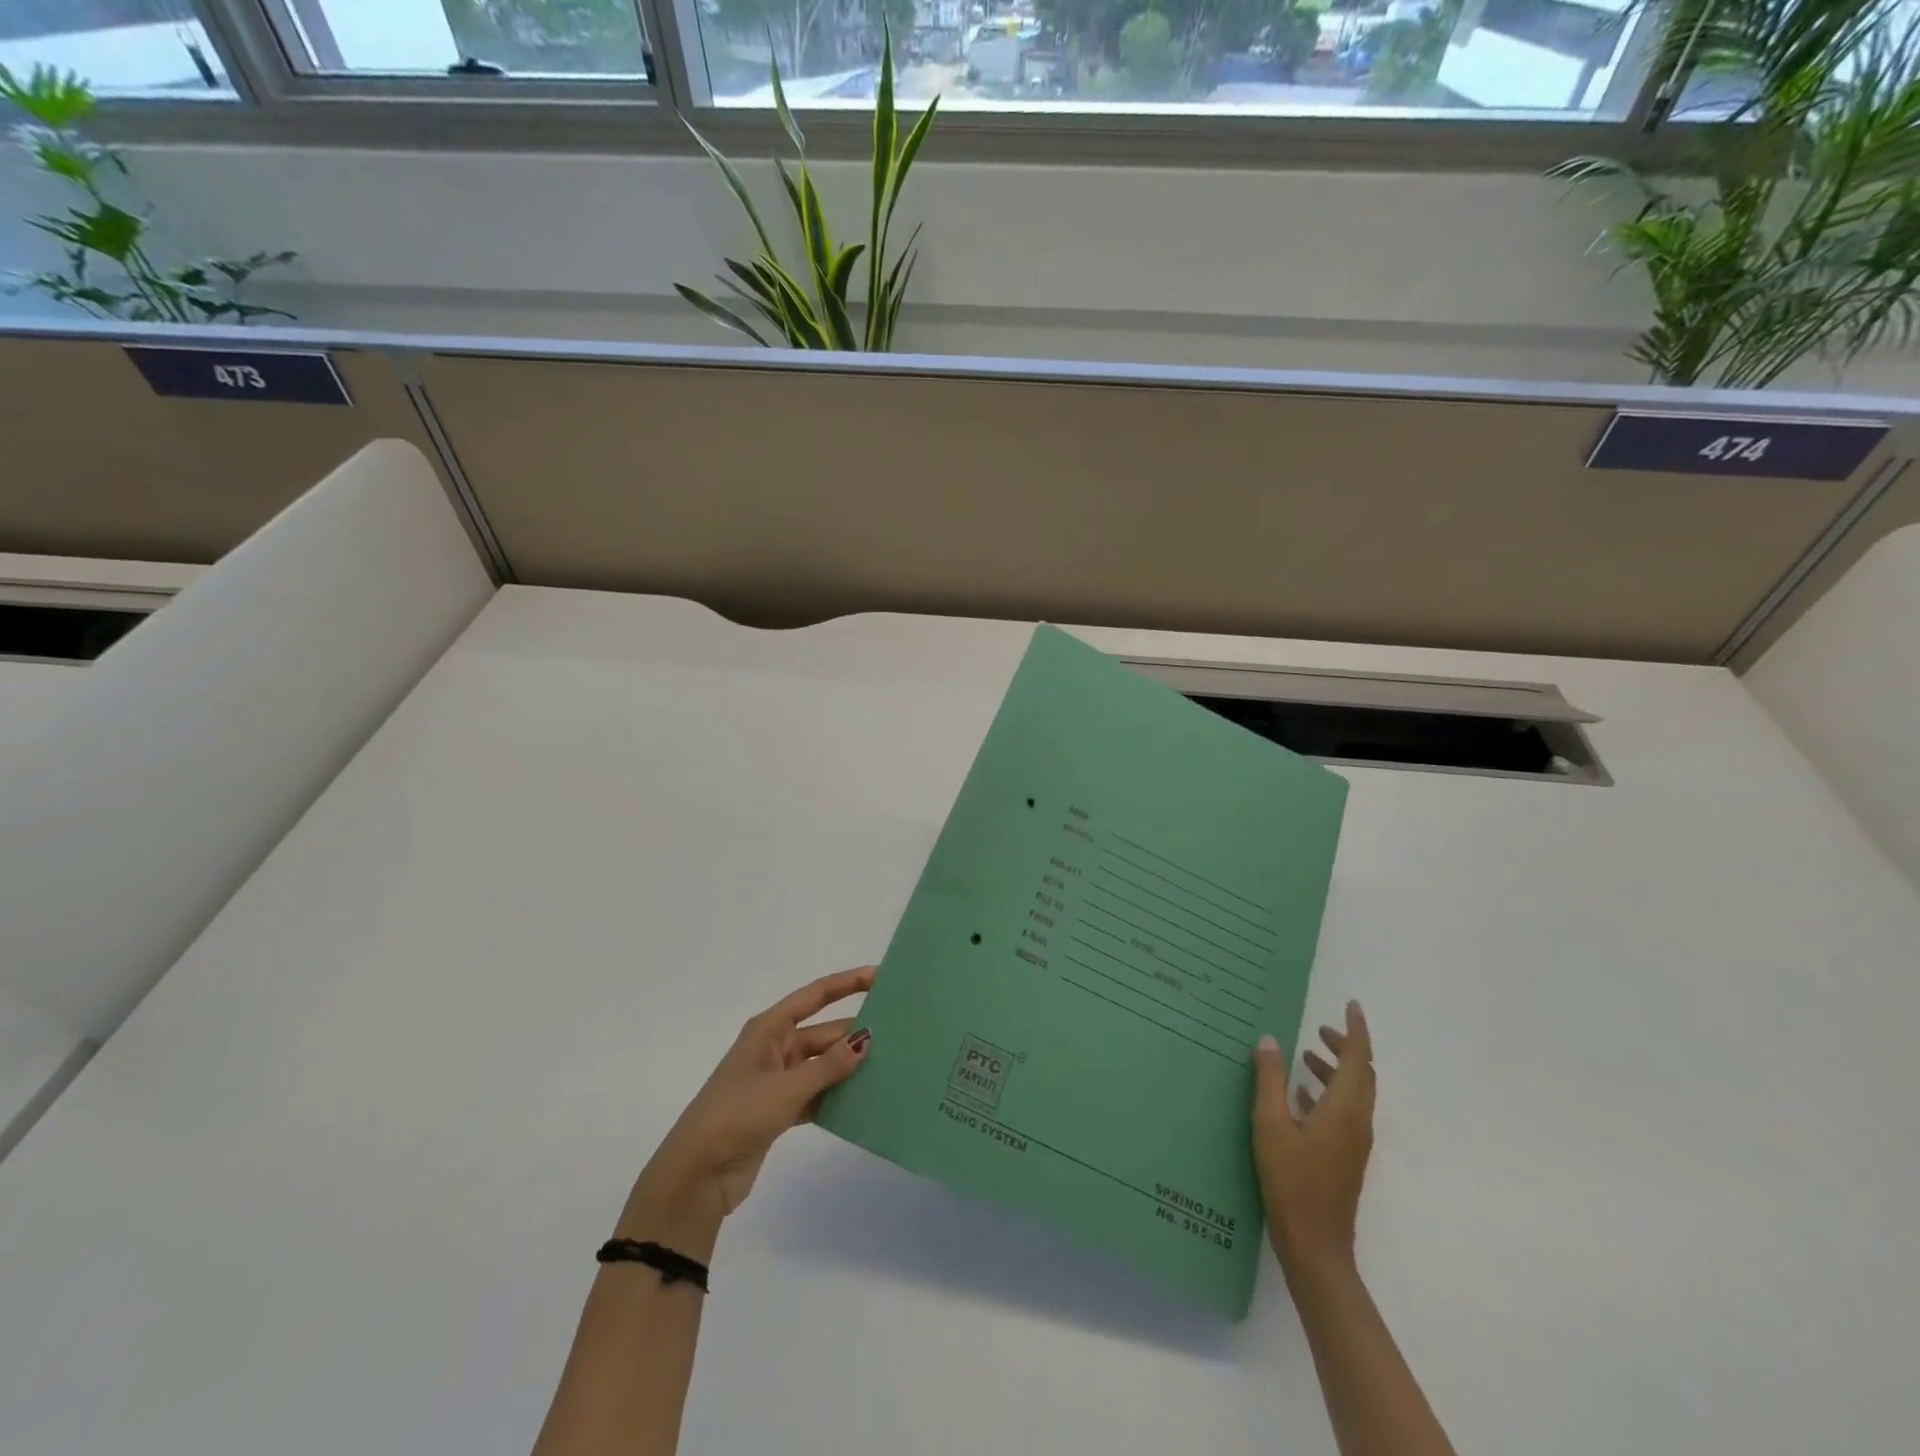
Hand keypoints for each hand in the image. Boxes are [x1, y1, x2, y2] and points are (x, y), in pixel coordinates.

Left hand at [616, 966, 874, 1256]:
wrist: (697, 1175)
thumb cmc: (737, 1115)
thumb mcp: (786, 1088)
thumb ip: (829, 1065)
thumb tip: (866, 1038)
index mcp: (768, 1029)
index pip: (815, 996)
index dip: (846, 983)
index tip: (880, 977)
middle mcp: (774, 1048)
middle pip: (823, 1032)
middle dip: (855, 1033)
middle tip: (898, 1033)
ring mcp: (777, 1080)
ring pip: (822, 1065)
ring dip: (848, 1067)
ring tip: (890, 1065)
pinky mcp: (779, 1111)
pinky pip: (817, 1093)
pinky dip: (837, 1096)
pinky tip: (865, 1100)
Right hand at [1251, 1000, 1374, 1278]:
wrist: (1316, 1246)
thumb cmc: (1291, 1181)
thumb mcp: (1271, 1124)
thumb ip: (1270, 1080)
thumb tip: (1269, 1039)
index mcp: (1345, 1109)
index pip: (1359, 1059)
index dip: (1356, 1030)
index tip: (1351, 1004)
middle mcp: (1358, 1122)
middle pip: (1362, 1075)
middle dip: (1345, 1048)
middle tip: (1319, 1029)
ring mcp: (1354, 1143)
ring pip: (1354, 1095)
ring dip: (1335, 1071)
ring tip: (1305, 1058)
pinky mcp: (1345, 1158)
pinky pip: (1345, 1112)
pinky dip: (1328, 1093)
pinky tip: (1300, 1096)